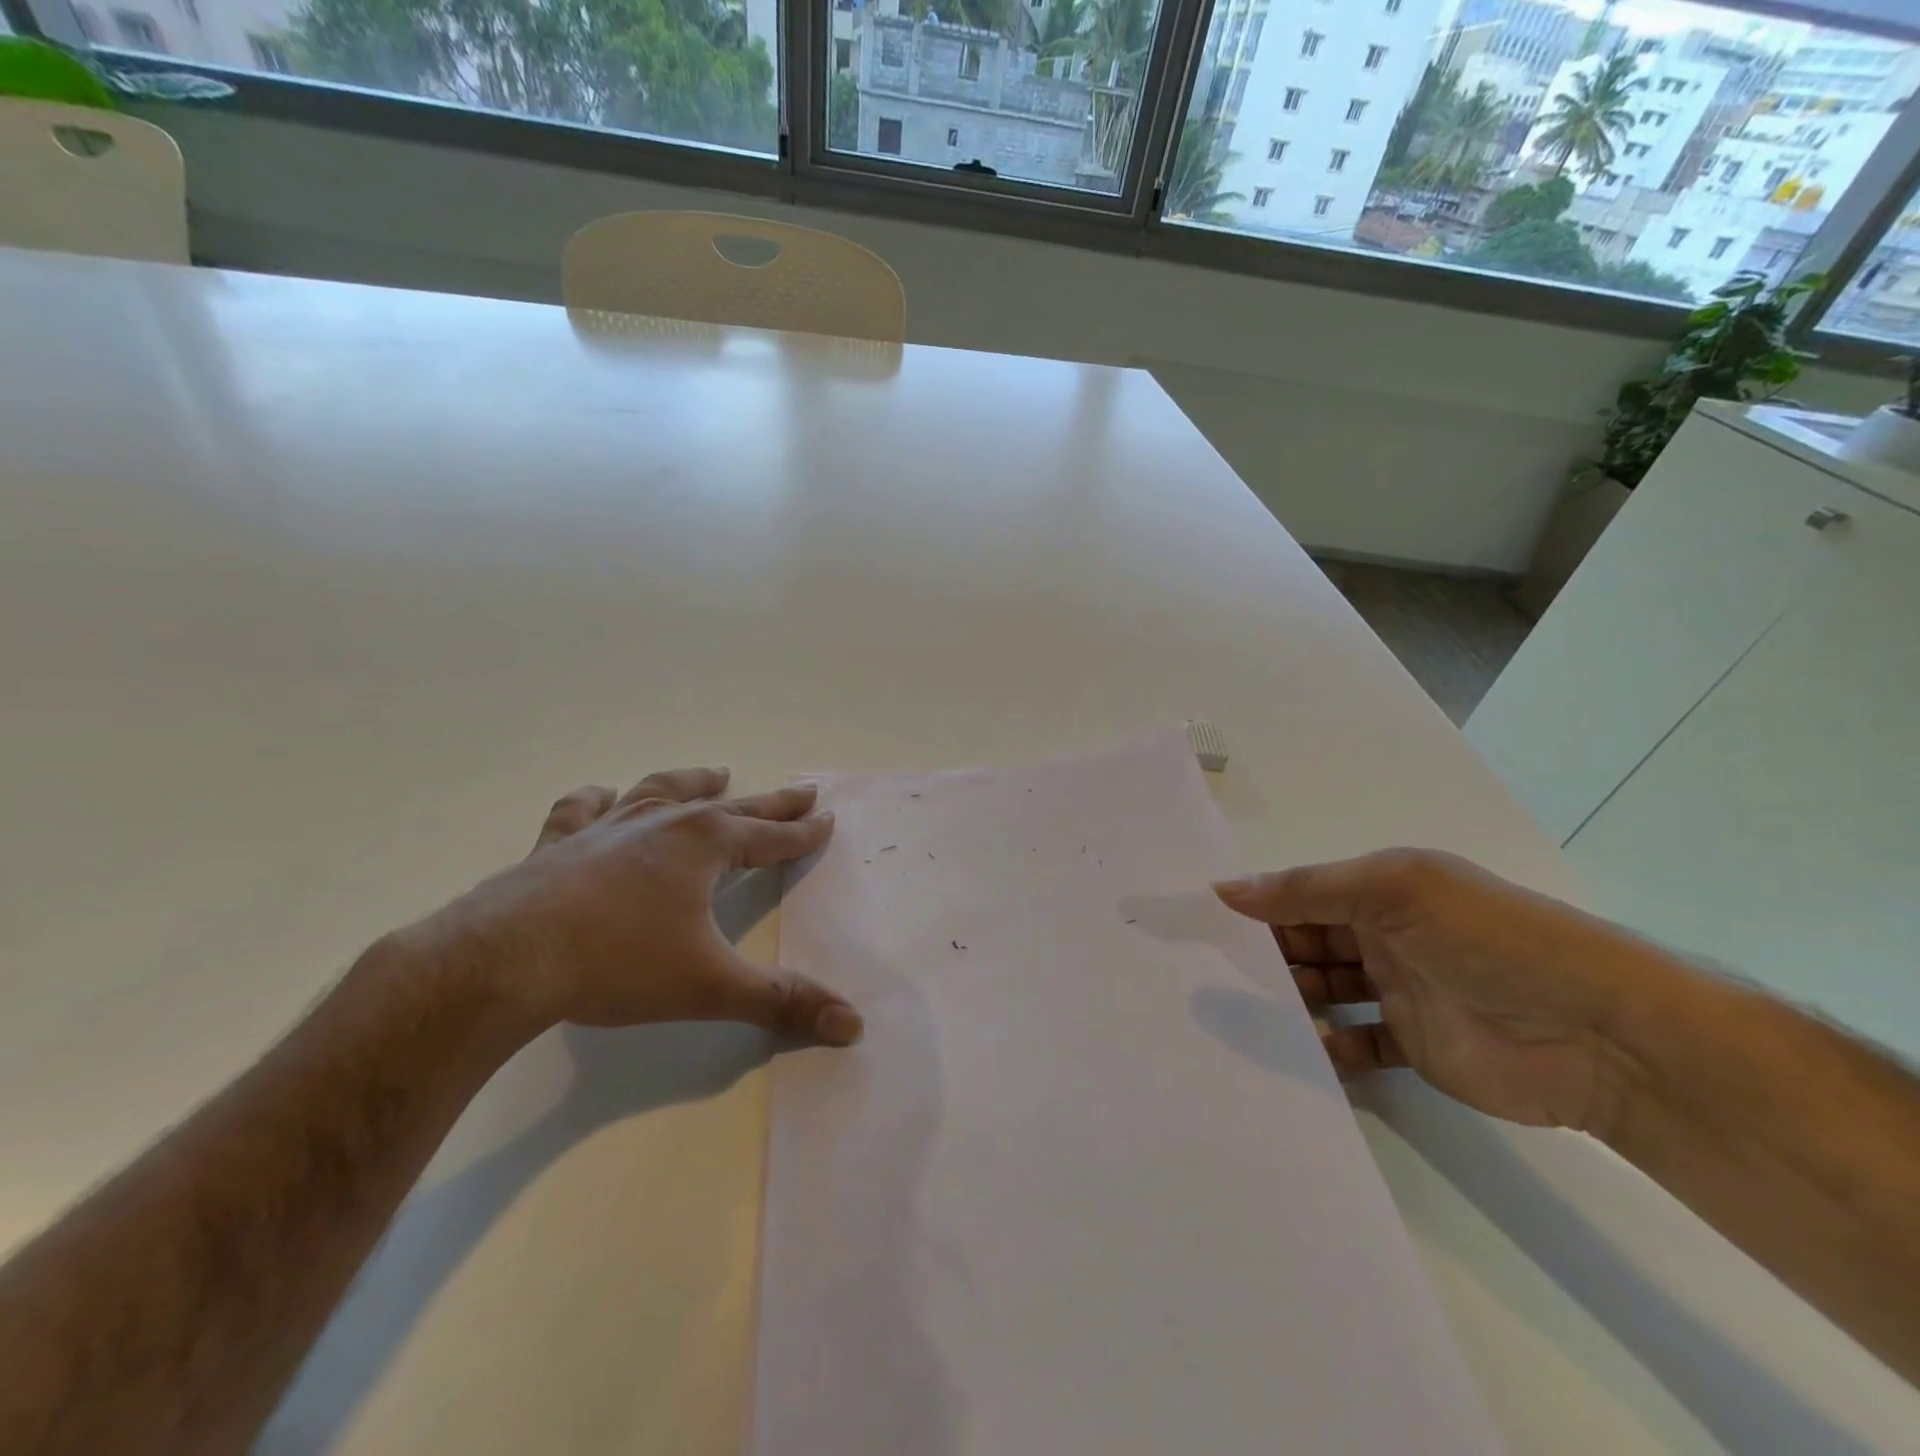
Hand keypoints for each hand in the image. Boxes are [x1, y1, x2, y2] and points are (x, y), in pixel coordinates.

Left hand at [422, 767, 861, 1045]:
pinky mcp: (558, 843)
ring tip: (717, 773)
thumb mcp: (710, 987)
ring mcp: (608, 828)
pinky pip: (583, 808)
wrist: (505, 961)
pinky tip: (602, 794)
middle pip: (732, 807)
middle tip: (802, 790)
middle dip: (772, 802)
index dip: (803, 832)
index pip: (771, 837)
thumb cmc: (619, 964)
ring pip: (662, 790)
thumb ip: (782, 1003)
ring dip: (694, 781)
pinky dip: (598, 799)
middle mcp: (664, 824)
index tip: (827, 817)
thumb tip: (853, 1025)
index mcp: (706, 846)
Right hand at [1214, 850, 1669, 1135]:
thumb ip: (1307, 890)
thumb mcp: (1394, 890)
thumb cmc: (1488, 939)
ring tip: (1245, 1016)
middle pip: (1306, 944)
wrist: (1600, 1034)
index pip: (1302, 895)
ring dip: (1289, 1001)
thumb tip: (1224, 888)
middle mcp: (1384, 936)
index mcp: (1381, 891)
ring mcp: (1398, 992)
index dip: (1258, 906)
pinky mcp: (1413, 1046)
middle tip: (1210, 976)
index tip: (1203, 925)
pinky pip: (1353, 1045)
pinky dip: (1325, 1048)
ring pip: (1323, 992)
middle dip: (1265, 956)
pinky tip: (1301, 1052)